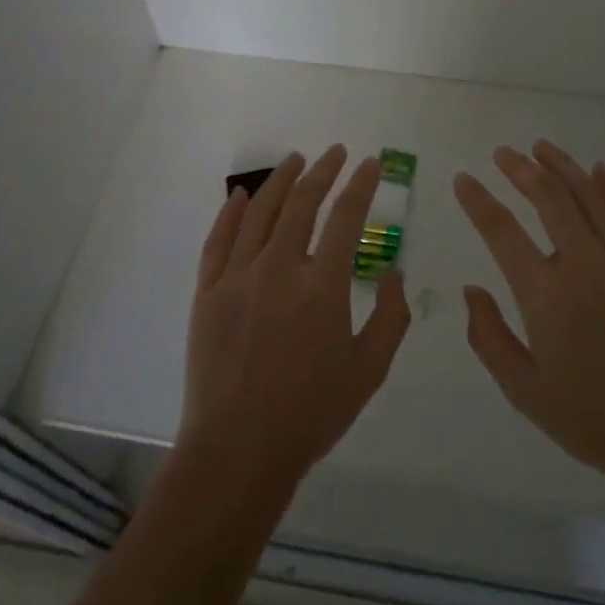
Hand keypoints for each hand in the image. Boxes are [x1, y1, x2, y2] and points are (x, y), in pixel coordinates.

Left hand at [179, 146, 412, 494]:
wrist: (239, 451)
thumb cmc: (311, 414)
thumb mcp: (369, 371)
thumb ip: (391, 318)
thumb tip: (396, 272)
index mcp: (323, 286)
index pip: (347, 218)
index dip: (361, 185)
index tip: (370, 164)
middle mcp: (280, 268)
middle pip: (303, 203)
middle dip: (324, 171)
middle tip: (336, 153)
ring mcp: (238, 277)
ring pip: (261, 212)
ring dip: (281, 180)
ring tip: (296, 159)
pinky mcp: (208, 292)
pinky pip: (219, 240)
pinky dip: (231, 212)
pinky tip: (241, 194)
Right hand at [454, 140, 604, 497]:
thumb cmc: (594, 420)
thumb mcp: (525, 391)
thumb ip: (489, 337)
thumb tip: (472, 288)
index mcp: (547, 297)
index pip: (502, 232)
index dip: (478, 201)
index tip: (463, 180)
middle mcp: (585, 267)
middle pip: (548, 199)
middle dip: (520, 169)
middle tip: (503, 153)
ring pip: (590, 196)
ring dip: (563, 166)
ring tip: (541, 147)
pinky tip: (599, 170)